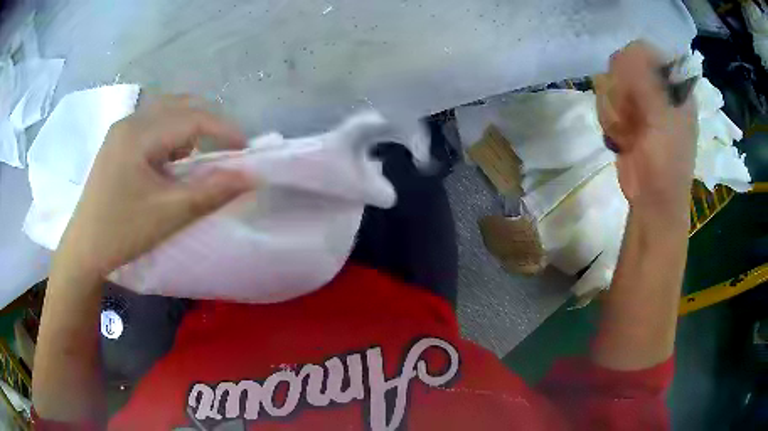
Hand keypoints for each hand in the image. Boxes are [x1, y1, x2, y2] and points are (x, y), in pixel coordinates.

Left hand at [55, 95, 252, 278]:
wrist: (84, 250)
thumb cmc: (122, 232)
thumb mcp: (168, 214)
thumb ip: (211, 191)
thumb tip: (250, 176)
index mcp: (139, 133)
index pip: (192, 118)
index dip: (224, 129)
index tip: (246, 151)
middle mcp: (130, 121)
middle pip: (180, 105)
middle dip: (209, 123)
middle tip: (227, 149)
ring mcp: (121, 130)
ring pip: (166, 112)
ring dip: (190, 127)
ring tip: (200, 155)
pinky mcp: (118, 143)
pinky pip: (153, 126)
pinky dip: (172, 136)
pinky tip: (172, 160)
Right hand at [596, 41, 697, 224]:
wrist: (651, 201)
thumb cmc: (667, 165)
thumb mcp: (663, 122)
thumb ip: (649, 83)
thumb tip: (629, 49)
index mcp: (673, 85)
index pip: (645, 50)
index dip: (634, 65)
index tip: (635, 89)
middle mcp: (655, 87)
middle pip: (622, 62)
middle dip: (622, 90)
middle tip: (634, 115)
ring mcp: (638, 100)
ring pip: (609, 80)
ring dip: (614, 109)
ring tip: (630, 132)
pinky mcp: (623, 113)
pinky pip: (603, 99)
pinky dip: (609, 120)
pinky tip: (622, 138)